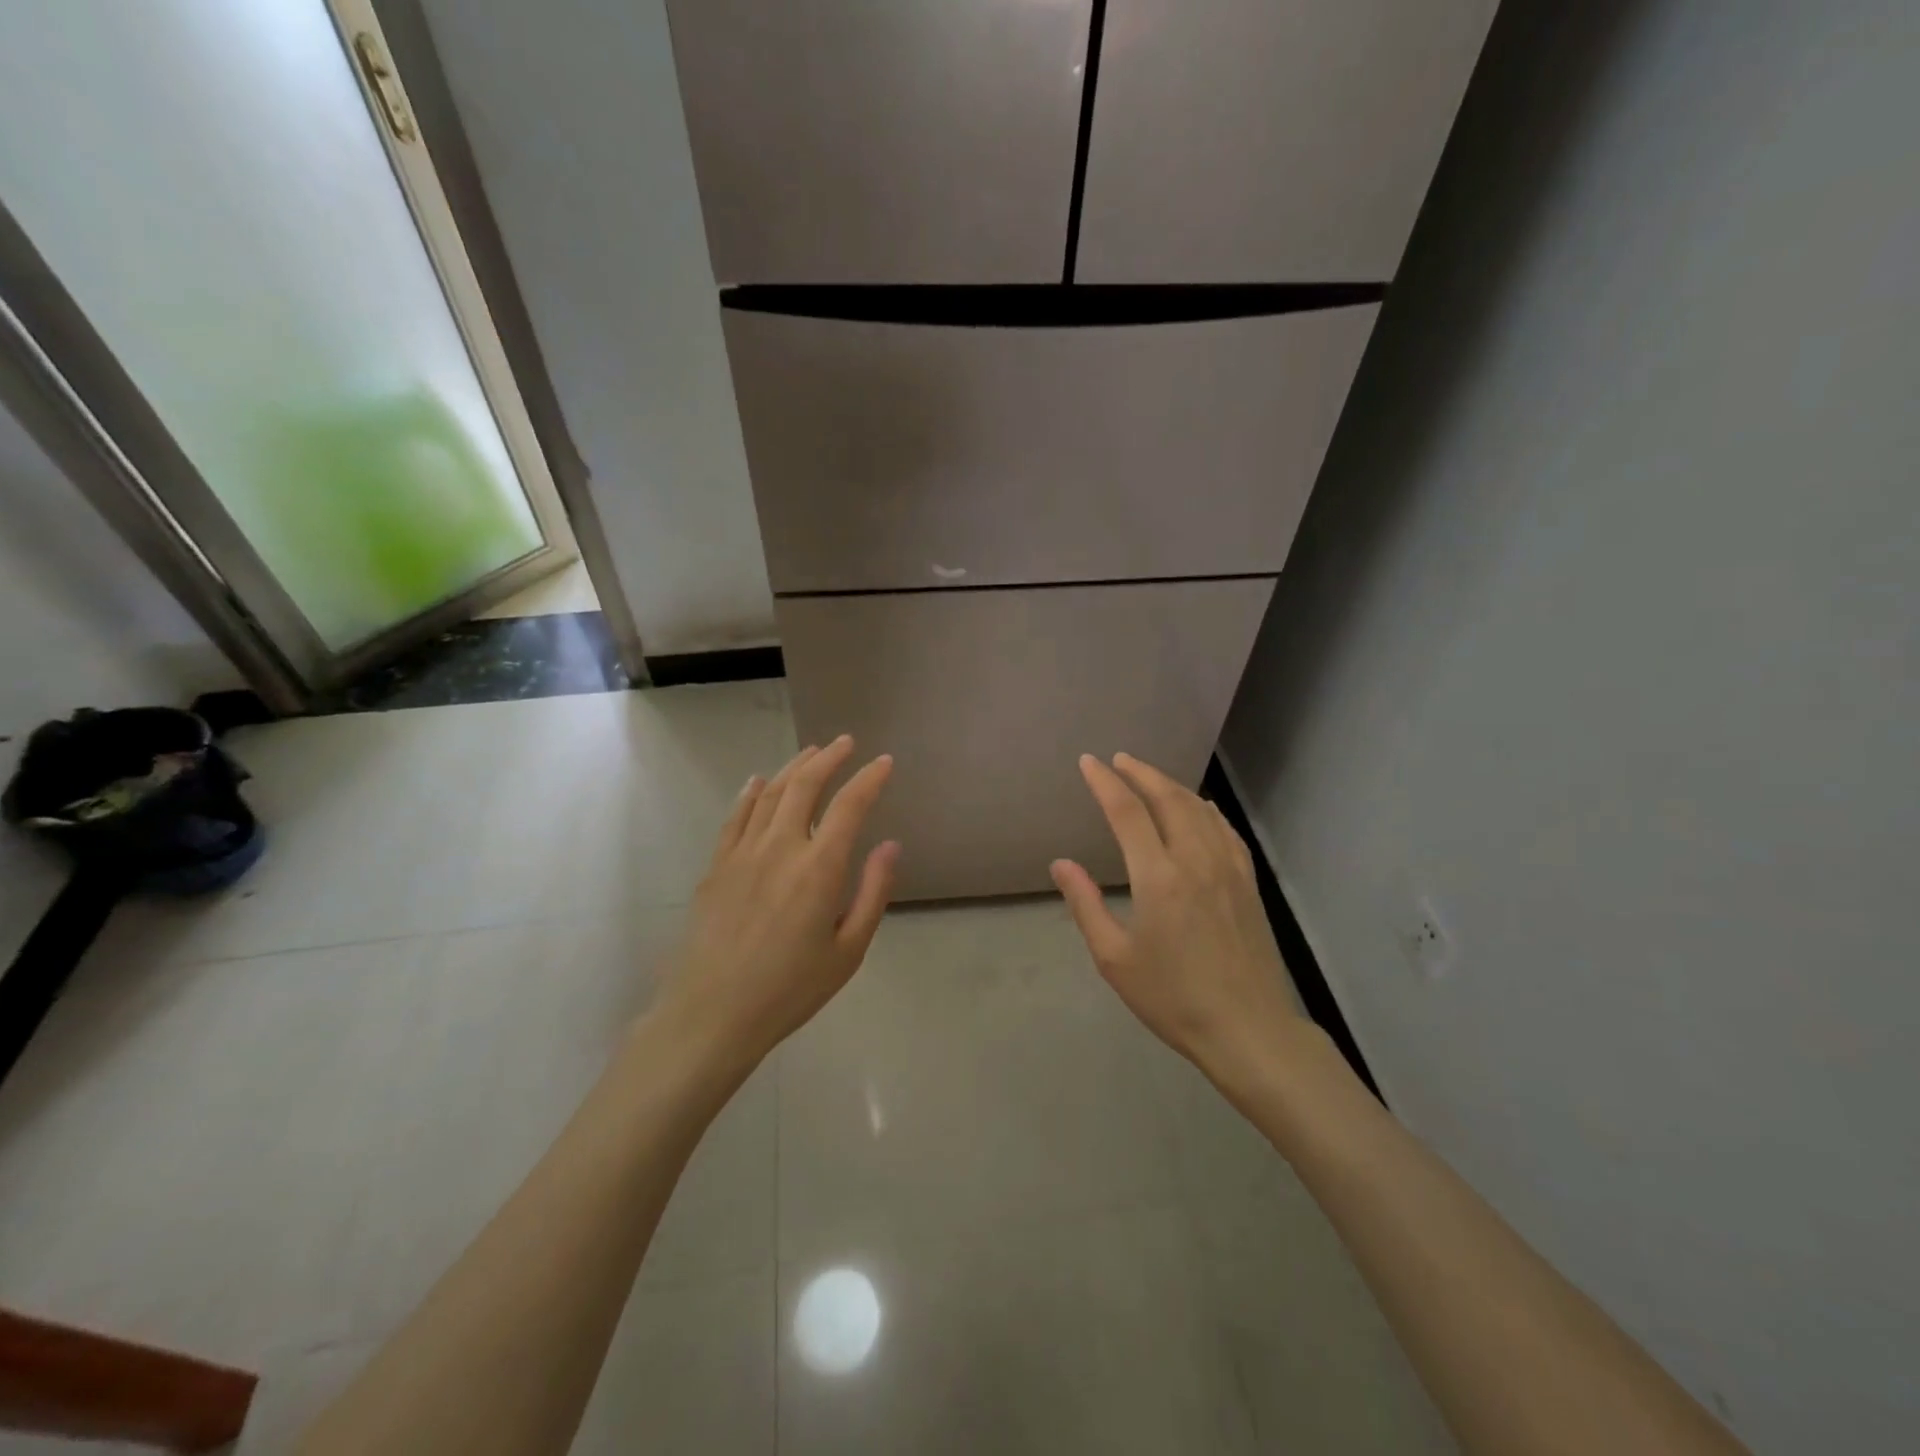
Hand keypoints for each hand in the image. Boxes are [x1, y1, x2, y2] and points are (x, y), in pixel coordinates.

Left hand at [657, 737, 898, 1072]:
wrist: (711, 1014)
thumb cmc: (790, 989)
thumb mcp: (848, 951)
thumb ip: (873, 892)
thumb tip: (890, 845)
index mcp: (819, 868)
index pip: (850, 805)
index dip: (870, 778)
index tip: (884, 762)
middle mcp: (781, 847)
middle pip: (806, 785)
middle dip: (829, 757)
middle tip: (846, 742)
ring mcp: (743, 853)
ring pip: (770, 793)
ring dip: (794, 767)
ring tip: (812, 752)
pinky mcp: (717, 866)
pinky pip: (736, 816)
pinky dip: (752, 793)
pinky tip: (760, 781)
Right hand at [1051, 753, 1304, 1082]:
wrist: (1248, 1029)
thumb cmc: (1173, 998)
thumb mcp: (1115, 958)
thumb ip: (1085, 905)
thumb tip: (1061, 864)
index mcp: (1158, 877)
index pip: (1127, 811)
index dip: (1105, 782)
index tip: (1089, 763)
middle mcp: (1195, 860)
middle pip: (1167, 798)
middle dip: (1140, 772)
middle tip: (1118, 759)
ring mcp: (1228, 868)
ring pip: (1198, 808)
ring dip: (1171, 785)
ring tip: (1149, 777)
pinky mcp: (1248, 882)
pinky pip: (1224, 829)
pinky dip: (1204, 809)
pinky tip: (1198, 807)